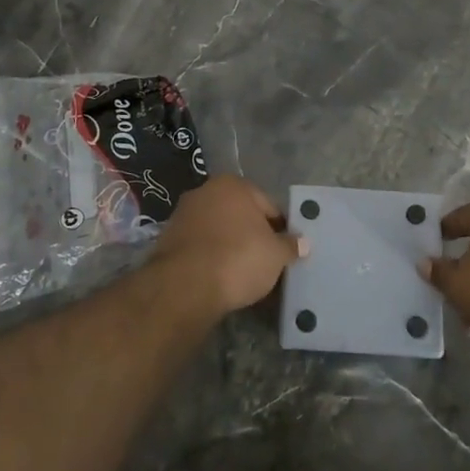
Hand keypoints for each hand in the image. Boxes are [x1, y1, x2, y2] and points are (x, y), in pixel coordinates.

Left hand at [149, 176, 306, 318]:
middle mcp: (205, 191)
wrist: (185, 285)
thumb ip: (290, 245)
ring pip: (218, 230)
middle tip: (265, 262)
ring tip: (242, 274)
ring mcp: (183, 214)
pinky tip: (219, 277)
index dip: (280, 229)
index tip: (285, 250)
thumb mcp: (276, 255)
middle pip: (240, 215)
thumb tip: (303, 242)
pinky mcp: (167, 239)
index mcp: (233, 185)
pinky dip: (210, 258)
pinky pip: (200, 246)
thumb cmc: (238, 258)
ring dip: (230, 246)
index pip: (267, 205)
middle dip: (252, 235)